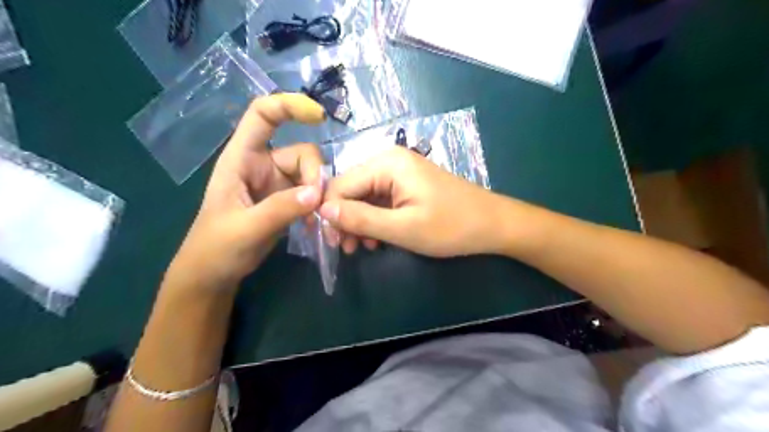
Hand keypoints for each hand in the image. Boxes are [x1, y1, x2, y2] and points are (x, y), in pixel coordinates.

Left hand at [166, 93, 324, 289]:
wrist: (215, 274)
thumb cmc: (216, 248)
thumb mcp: (245, 229)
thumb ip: (280, 209)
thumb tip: (316, 192)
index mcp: (241, 158)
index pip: (262, 115)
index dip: (288, 105)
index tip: (319, 116)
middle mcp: (262, 164)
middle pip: (301, 152)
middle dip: (314, 175)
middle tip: (316, 205)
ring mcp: (277, 183)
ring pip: (311, 175)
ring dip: (319, 194)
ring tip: (316, 221)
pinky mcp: (287, 200)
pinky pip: (312, 194)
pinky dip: (318, 206)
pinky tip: (314, 226)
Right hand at [320, 147, 509, 257]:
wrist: (492, 224)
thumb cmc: (450, 226)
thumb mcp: (402, 228)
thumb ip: (361, 218)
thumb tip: (323, 210)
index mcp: (386, 164)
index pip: (340, 185)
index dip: (332, 214)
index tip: (335, 244)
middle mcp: (389, 161)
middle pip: (351, 189)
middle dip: (345, 219)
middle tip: (348, 250)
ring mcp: (399, 172)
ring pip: (363, 196)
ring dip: (359, 222)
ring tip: (363, 248)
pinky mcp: (407, 184)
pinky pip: (379, 200)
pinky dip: (374, 219)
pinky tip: (378, 239)